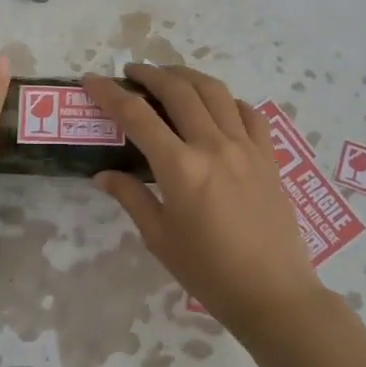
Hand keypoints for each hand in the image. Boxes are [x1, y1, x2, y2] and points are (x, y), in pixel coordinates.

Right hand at [83, 64, 324, 337]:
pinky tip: (216, 107)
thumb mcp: (160, 238)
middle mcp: (213, 146)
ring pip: (214, 91)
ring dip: (187, 76)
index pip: (137, 116)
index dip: (110, 94)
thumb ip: (131, 198)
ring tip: (169, 77)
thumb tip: (104, 174)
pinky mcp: (268, 155)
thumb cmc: (209, 273)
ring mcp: (245, 147)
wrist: (273, 294)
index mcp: (180, 168)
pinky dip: (227, 100)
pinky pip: (248, 112)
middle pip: (178, 90)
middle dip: (150, 73)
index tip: (92, 80)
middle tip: (131, 72)